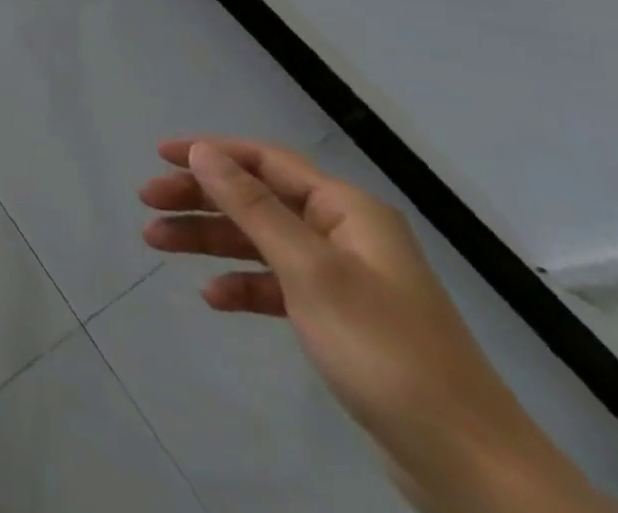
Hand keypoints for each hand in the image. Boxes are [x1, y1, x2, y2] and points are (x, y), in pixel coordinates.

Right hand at [140, 138, 613, 512]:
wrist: (469, 466)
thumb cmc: (385, 350)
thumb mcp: (310, 271)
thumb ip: (252, 207)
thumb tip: (203, 152)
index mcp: (346, 210)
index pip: (264, 161)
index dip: (210, 153)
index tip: (159, 155)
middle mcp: (343, 233)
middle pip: (255, 199)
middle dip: (200, 199)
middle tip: (148, 203)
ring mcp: (342, 278)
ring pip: (258, 241)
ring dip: (209, 240)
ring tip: (157, 244)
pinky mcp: (338, 320)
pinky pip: (276, 284)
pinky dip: (242, 285)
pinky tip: (214, 297)